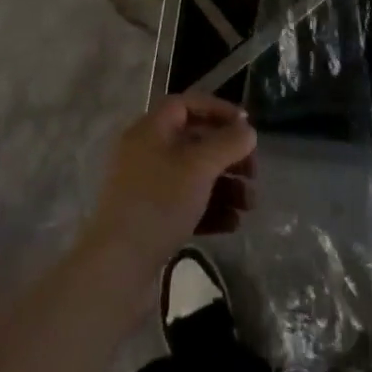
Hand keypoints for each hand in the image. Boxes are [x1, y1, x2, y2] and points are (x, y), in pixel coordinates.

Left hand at [80, 94, 257, 282]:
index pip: (186, 104)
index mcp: (150, 130)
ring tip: (249, 206)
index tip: (247, 126)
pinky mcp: (151, 219)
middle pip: (195, 142)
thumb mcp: (199, 167)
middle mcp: (146, 153)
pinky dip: (210, 209)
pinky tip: (232, 224)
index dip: (218, 110)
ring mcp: (147, 188)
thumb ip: (227, 143)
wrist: (119, 267)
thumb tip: (248, 130)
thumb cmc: (159, 202)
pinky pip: (186, 204)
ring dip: (225, 186)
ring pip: (194, 176)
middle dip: (228, 156)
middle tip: (253, 173)